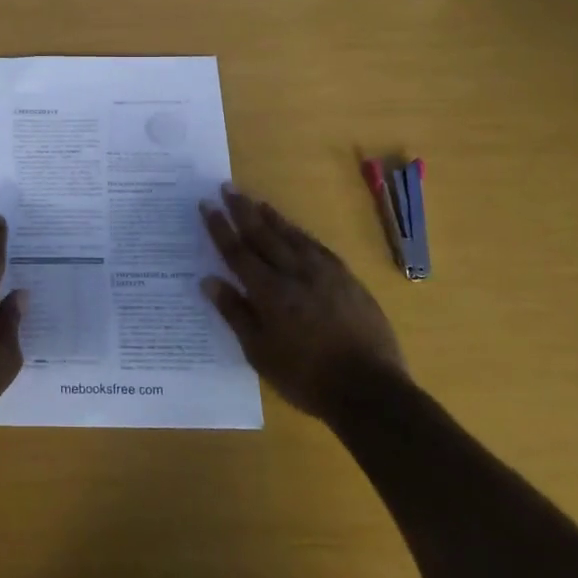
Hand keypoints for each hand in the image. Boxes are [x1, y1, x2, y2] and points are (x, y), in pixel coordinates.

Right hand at [201, 185, 406, 418]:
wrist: (370, 390)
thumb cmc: (306, 377)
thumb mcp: (260, 353)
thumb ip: (235, 313)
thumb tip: (209, 280)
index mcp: (269, 291)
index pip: (237, 251)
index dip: (220, 227)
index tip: (206, 204)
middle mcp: (295, 273)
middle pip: (263, 234)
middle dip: (242, 210)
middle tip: (227, 187)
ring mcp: (325, 273)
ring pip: (292, 235)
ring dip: (271, 216)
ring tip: (255, 200)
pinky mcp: (347, 279)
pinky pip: (317, 247)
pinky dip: (300, 234)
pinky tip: (295, 230)